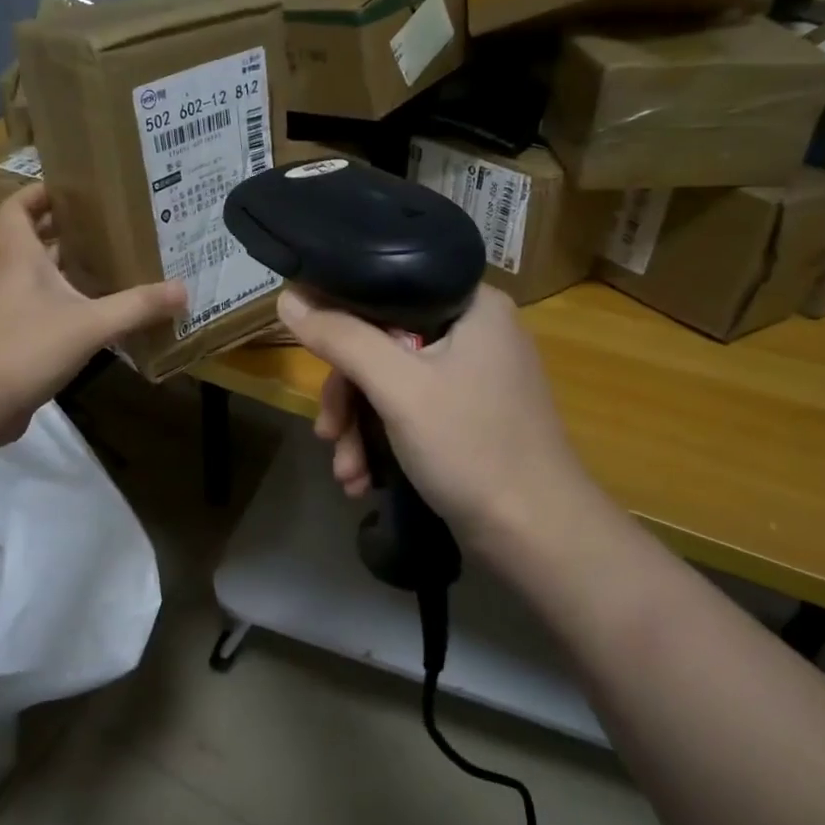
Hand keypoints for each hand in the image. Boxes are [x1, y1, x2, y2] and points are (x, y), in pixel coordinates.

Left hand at [0, 185, 185, 444]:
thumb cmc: (25, 347)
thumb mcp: (89, 324)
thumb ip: (136, 307)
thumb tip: (183, 290)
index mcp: (20, 257)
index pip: (17, 207)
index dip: (38, 192)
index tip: (71, 187)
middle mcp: (12, 277)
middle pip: (34, 240)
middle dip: (66, 229)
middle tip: (109, 224)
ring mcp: (11, 311)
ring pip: (42, 278)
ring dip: (71, 269)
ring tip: (114, 263)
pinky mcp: (16, 341)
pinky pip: (46, 311)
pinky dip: (71, 306)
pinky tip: (102, 316)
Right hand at [276, 284, 601, 568]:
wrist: (536, 536)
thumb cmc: (471, 447)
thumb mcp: (398, 388)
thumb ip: (341, 339)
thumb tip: (288, 296)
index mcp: (472, 306)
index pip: (388, 288)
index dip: (340, 317)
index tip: (310, 352)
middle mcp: (474, 332)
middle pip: (382, 344)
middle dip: (348, 397)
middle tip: (328, 434)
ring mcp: (472, 378)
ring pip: (390, 384)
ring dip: (358, 429)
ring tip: (347, 473)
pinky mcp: (467, 417)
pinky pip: (408, 411)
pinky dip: (382, 442)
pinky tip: (363, 480)